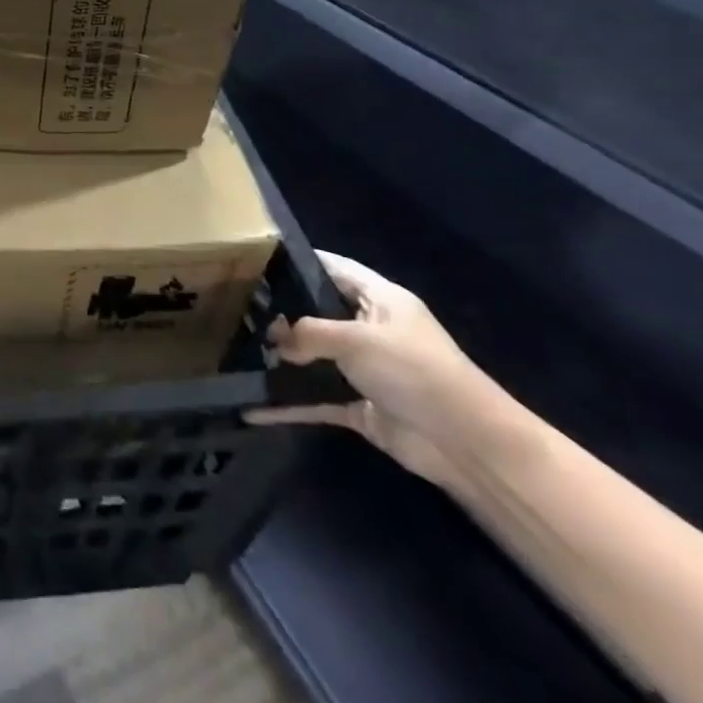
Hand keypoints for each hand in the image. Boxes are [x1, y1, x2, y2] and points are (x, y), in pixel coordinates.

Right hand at [245, 252, 503, 487]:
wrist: (467, 444)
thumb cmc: (415, 371)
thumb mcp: (357, 339)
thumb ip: (307, 332)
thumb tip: (274, 341)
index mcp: (380, 300)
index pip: (334, 268)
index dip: (299, 261)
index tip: (255, 258)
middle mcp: (371, 329)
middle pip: (318, 313)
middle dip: (280, 312)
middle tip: (235, 307)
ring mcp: (365, 370)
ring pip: (314, 357)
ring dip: (282, 359)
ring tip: (237, 351)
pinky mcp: (360, 406)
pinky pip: (316, 400)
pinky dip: (289, 404)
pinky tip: (254, 408)